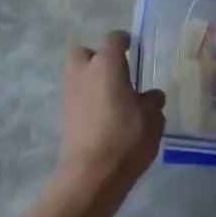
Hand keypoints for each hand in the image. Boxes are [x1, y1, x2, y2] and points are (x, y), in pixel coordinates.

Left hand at [54, 31, 165, 198]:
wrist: (89, 177)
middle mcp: (84, 72)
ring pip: (76, 75)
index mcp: (107, 64)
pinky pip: (75, 98)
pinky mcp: (63, 117)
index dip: (124, 41)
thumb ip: (152, 103)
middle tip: (114, 72)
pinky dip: (86, 101)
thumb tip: (152, 96)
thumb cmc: (125, 139)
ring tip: (110, 98)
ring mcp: (69, 95)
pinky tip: (102, 117)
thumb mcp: (152, 120)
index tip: (132, 47)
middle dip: (95, 57)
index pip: (113, 38)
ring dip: (90, 81)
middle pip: (83, 52)